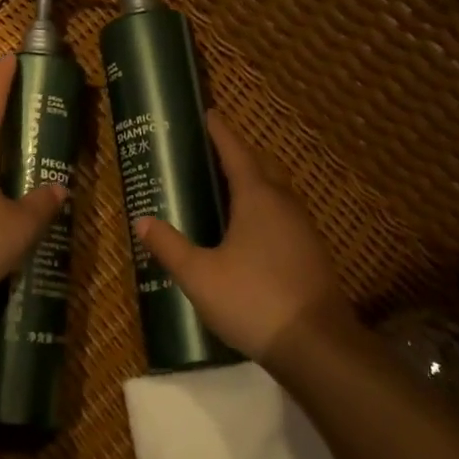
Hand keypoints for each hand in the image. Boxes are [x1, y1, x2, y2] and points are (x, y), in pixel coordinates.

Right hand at [132, 113, 351, 360]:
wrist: (317, 346)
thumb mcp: (199, 275)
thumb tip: (141, 220)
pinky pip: (283, 215)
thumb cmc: (253, 300)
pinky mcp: (311, 252)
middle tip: (209, 154)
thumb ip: (169, 246)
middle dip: (237, 155)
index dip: (220, 132)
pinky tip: (248, 233)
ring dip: (253, 183)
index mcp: (257, 197)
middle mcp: (283, 203)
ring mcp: (303, 227)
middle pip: (260, 166)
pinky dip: (263, 210)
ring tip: (225, 190)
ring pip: (275, 192)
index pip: (236, 152)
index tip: (208, 113)